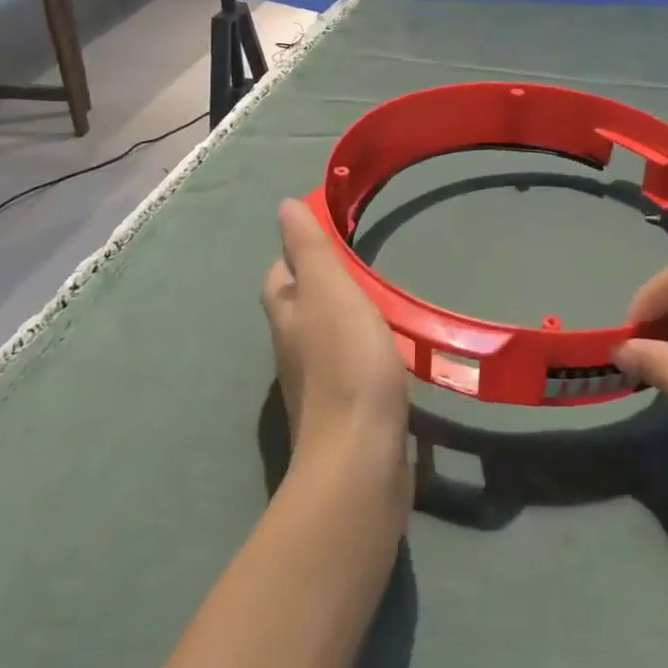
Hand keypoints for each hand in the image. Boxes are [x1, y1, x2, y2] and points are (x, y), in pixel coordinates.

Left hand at [261, 200, 411, 482]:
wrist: (360, 461)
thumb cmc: (345, 363)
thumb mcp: (329, 291)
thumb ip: (309, 248)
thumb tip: (283, 207)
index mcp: (287, 317)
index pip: (279, 275)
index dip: (295, 253)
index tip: (327, 237)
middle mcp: (293, 350)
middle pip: (299, 308)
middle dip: (320, 286)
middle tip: (360, 266)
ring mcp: (317, 386)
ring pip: (323, 339)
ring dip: (343, 319)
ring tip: (380, 302)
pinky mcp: (345, 413)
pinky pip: (348, 369)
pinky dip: (362, 352)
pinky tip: (388, 351)